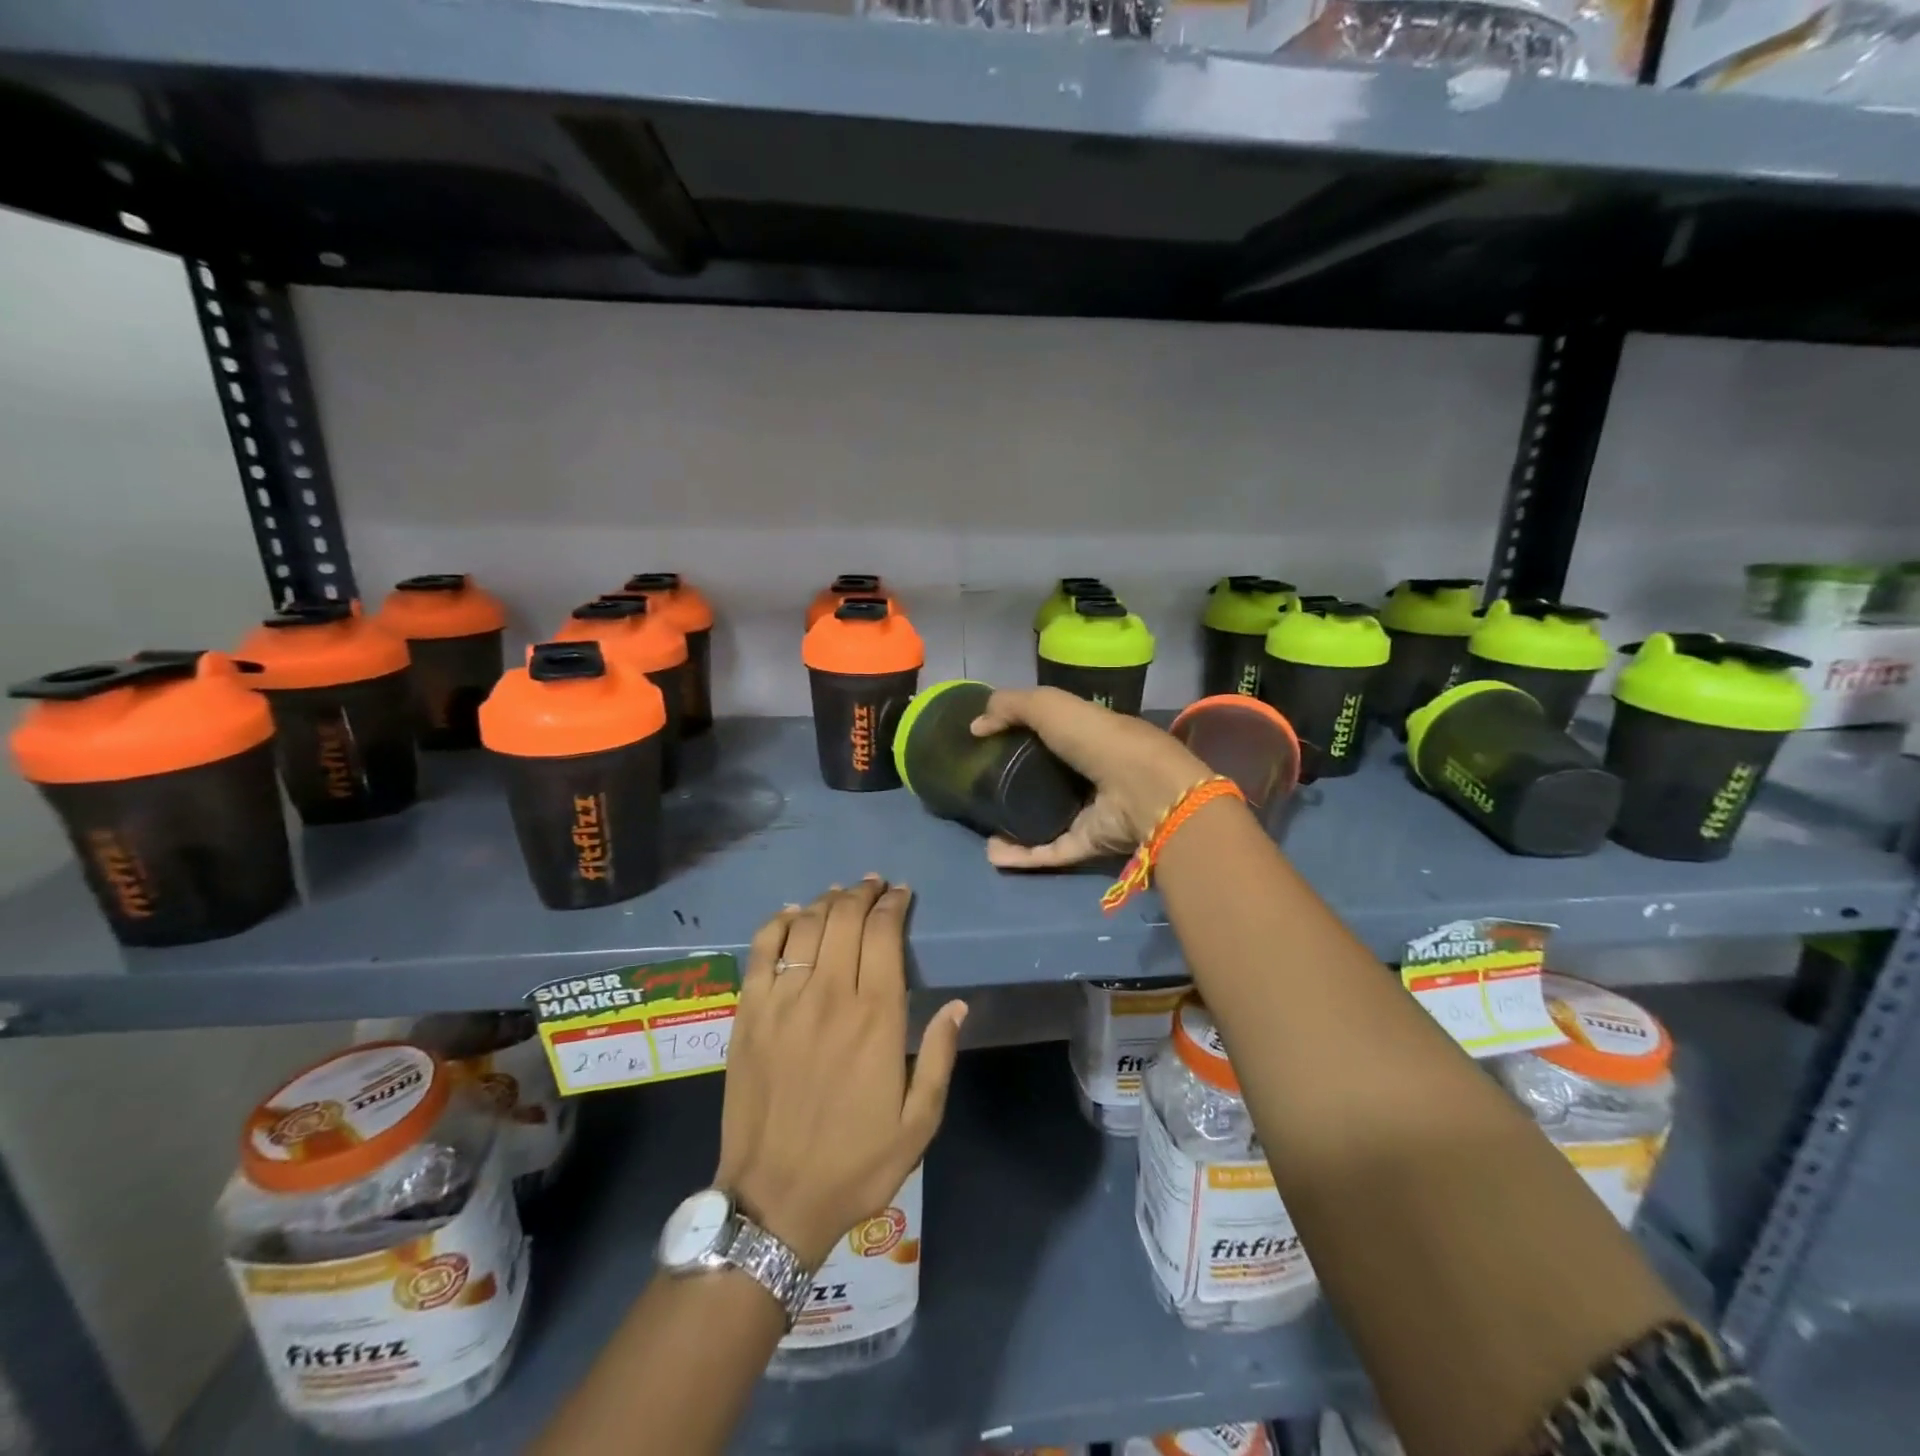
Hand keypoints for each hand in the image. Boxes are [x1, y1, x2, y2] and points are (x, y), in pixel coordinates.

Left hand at [715, 877, 966, 1268]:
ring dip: (828, 901)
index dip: (894, 905)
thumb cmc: (855, 1164)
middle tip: (874, 885)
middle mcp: (830, 994)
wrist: (774, 1202)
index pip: (885, 934)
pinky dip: (779, 922)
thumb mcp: (919, 1124)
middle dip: (863, 893)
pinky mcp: (749, 1012)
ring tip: (841, 894)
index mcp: (876, 1017)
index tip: (902, 894)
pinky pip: (763, 949)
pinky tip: (793, 914)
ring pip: (808, 925)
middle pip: (846, 918)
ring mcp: (784, 1000)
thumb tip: (958, 1005)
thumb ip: (941, 1058)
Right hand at [969, 687, 1209, 869]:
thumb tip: (976, 726)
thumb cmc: (1097, 739)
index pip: (1051, 735)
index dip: (1019, 736)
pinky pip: (1049, 851)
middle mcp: (1090, 774)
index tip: (986, 744)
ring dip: (1013, 827)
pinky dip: (1021, 855)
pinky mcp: (1088, 845)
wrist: (1141, 790)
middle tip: (979, 788)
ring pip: (1046, 821)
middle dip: (1014, 785)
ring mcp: (1090, 813)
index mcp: (1086, 736)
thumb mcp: (1049, 705)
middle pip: (1047, 780)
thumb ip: (1011, 707)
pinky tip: (992, 853)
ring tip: (983, 828)